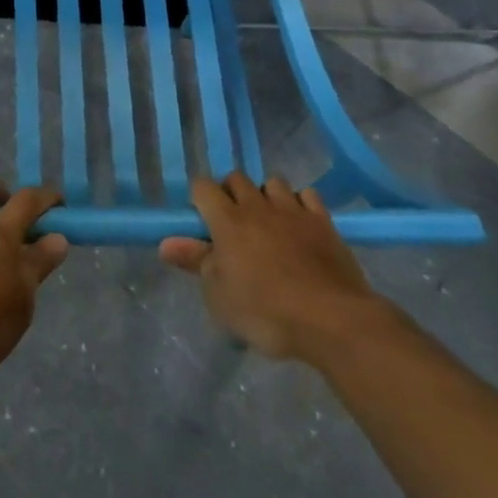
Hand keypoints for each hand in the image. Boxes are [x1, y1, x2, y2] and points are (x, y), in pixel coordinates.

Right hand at [160, 172, 396, 367]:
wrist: (332, 320)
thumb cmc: (267, 312)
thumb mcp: (220, 297)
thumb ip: (195, 263)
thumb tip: (165, 243)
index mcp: (227, 221)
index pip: (202, 187)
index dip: (198, 199)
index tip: (201, 221)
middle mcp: (256, 206)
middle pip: (236, 178)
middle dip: (231, 193)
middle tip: (233, 224)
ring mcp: (292, 211)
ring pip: (272, 182)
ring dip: (266, 196)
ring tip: (269, 222)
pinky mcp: (323, 222)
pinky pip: (308, 195)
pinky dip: (300, 204)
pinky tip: (300, 224)